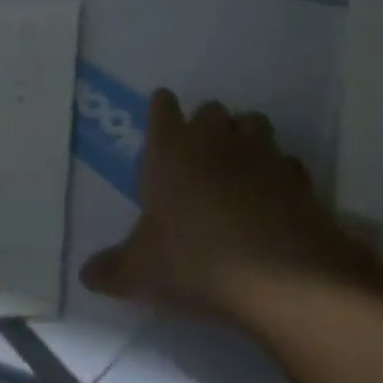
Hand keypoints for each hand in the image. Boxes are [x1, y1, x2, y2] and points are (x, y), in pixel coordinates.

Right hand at [81, 90, 382, 329]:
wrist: (278, 275)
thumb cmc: (196, 261)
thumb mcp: (143, 272)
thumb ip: (113, 269)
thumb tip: (87, 274)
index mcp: (172, 149)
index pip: (162, 108)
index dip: (162, 110)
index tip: (162, 116)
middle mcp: (215, 138)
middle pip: (210, 109)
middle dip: (206, 126)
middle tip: (200, 155)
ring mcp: (260, 151)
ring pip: (252, 123)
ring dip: (246, 137)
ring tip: (241, 167)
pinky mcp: (296, 174)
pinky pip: (285, 162)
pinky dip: (280, 173)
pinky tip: (275, 196)